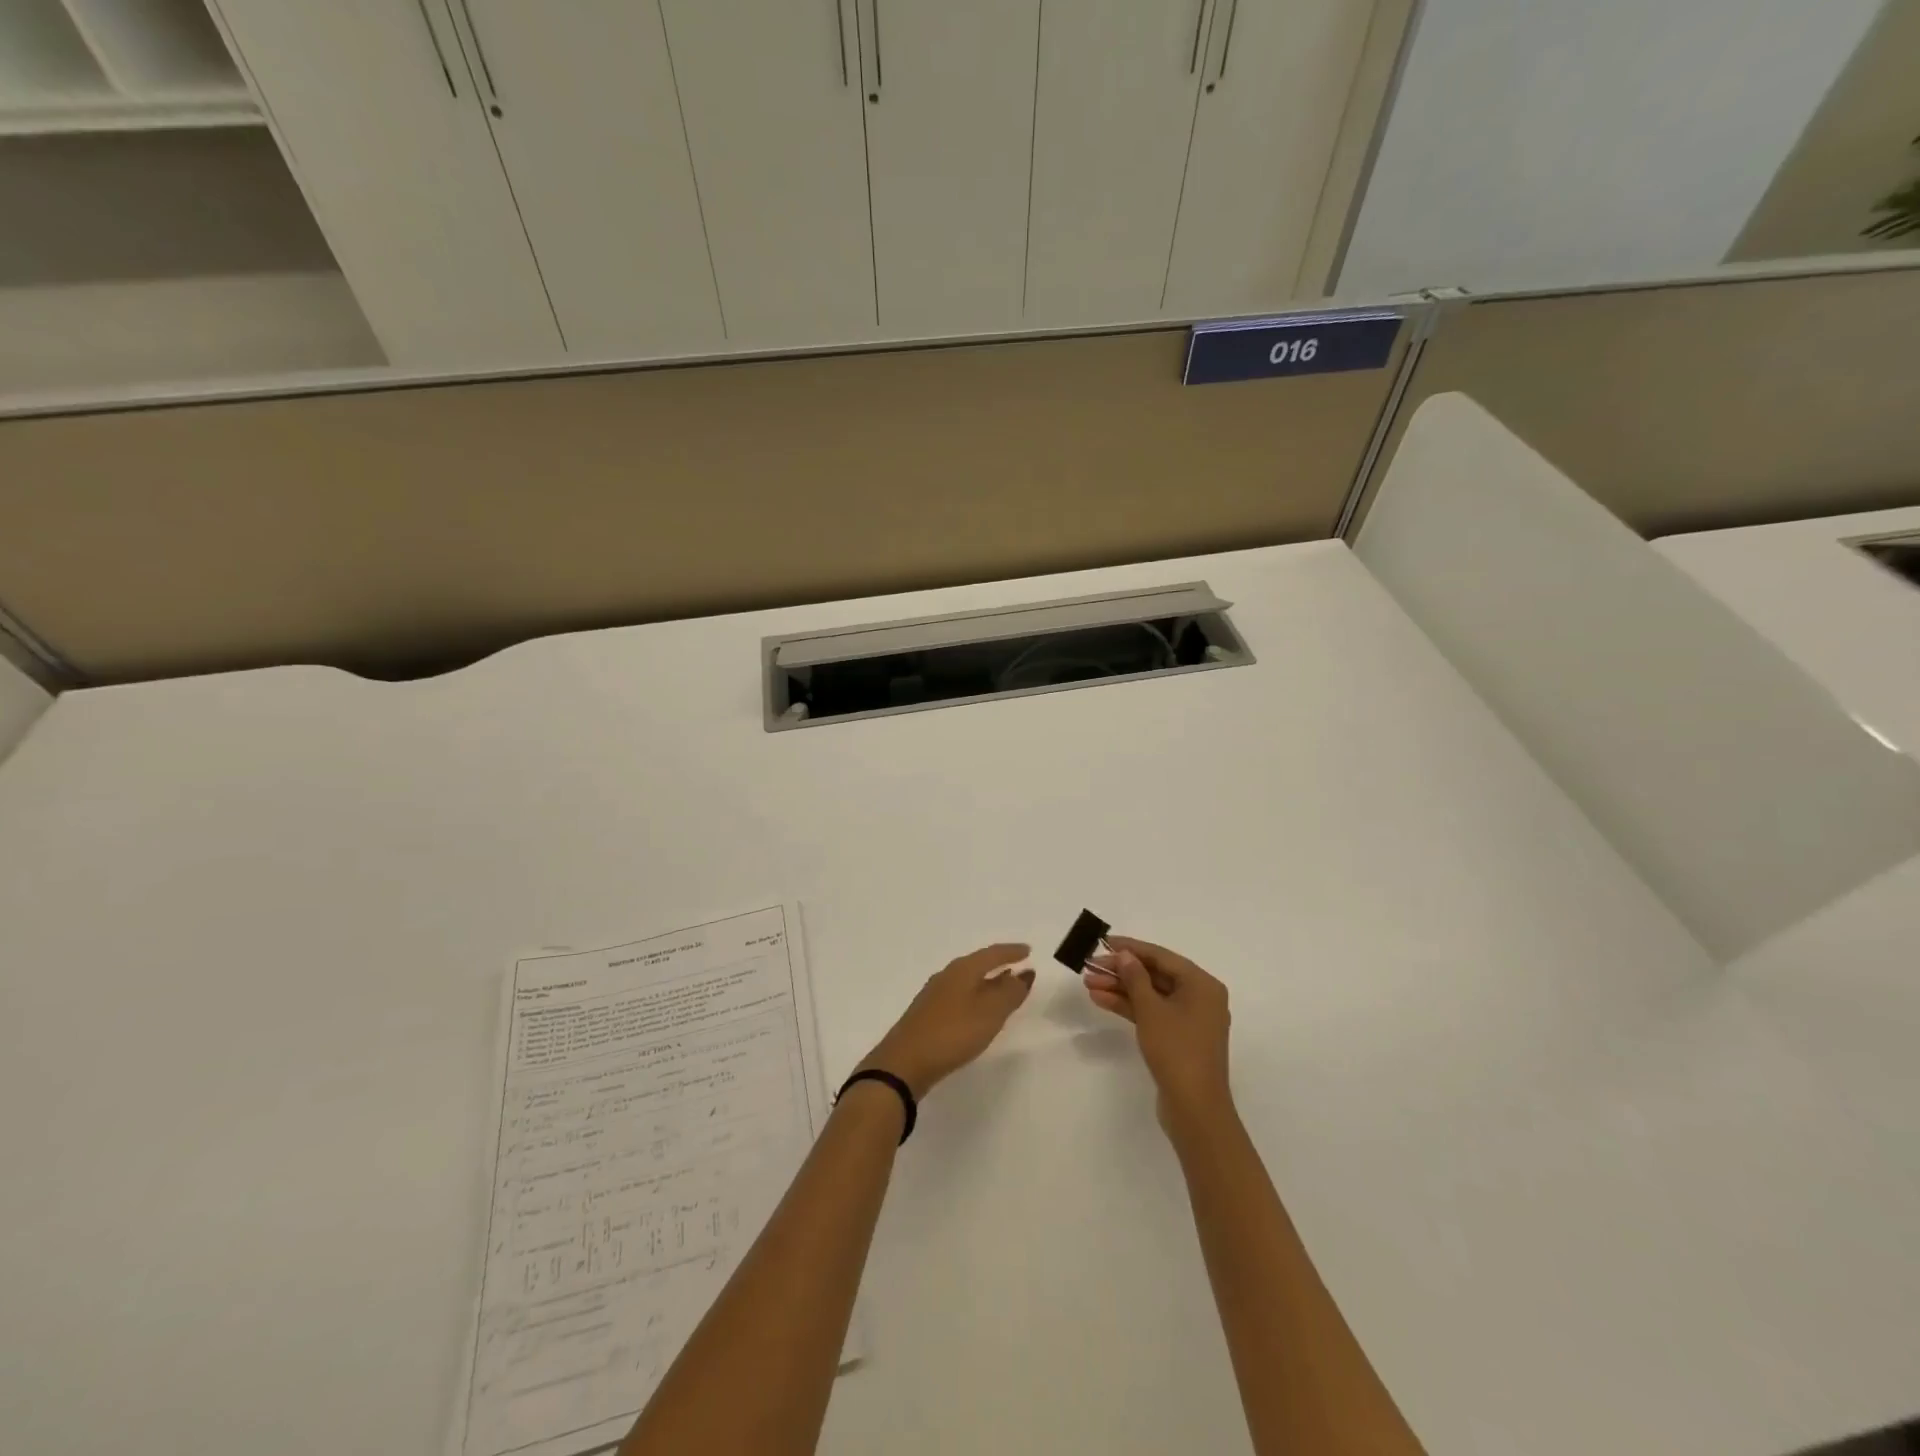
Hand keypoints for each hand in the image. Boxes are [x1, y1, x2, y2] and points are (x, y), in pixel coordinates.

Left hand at [860, 943, 1035, 1098]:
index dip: (1011, 952)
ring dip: (988, 982)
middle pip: (978, 964)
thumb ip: (1010, 993)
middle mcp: (947, 976)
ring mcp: (935, 995)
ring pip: (968, 981)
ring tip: (1004, 986)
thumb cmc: (952, 1032)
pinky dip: (976, 996)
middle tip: (1019, 967)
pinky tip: (978, 1010)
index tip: (1028, 951)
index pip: (992, 954)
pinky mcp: (928, 1014)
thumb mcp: (989, 1013)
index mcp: (962, 970)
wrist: (905, 1062)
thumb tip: (1025, 974)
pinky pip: (960, 996)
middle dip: (999, 965)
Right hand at [1083, 936, 1232, 1129]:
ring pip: (1151, 995)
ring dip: (1120, 989)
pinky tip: (1101, 1000)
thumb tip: (1124, 955)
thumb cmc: (1176, 1050)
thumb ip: (1135, 977)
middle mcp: (1200, 997)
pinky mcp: (1179, 1038)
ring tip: (1088, 983)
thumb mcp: (1151, 1009)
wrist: (1195, 1108)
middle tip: (1089, 967)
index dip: (1130, 948)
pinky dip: (1130, 1007)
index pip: (1161, 956)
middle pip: (1155, 975)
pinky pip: (1153, 1013)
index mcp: (1202, 984)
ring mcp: (1189, 1019)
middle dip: (1121, 972)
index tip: (1103, 942)